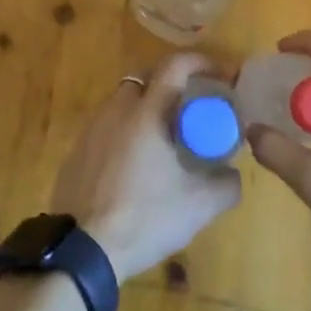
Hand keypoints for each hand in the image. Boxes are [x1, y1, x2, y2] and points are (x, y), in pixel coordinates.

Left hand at [52, 52, 242, 280]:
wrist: (82, 249)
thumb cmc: (144, 218)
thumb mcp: (198, 206)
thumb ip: (226, 185)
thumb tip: (233, 172)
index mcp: (146, 113)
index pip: (174, 65)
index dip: (200, 61)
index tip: (221, 73)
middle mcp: (116, 110)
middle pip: (146, 78)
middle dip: (173, 83)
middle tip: (194, 106)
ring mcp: (92, 129)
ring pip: (124, 102)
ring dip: (148, 108)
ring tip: (168, 137)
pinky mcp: (77, 150)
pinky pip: (108, 126)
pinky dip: (127, 131)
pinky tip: (138, 163)